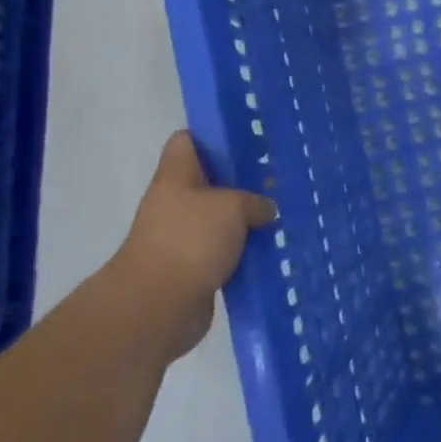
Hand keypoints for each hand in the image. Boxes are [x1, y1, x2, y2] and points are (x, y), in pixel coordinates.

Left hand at [112, 132, 276, 360]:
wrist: (159, 306)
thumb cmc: (191, 240)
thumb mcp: (233, 206)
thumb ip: (255, 202)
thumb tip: (266, 211)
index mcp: (176, 178)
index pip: (186, 142)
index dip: (212, 136)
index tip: (245, 138)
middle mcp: (176, 204)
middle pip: (209, 181)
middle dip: (241, 180)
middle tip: (276, 177)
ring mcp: (182, 238)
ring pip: (220, 218)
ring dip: (246, 219)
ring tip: (282, 213)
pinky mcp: (193, 268)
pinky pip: (224, 251)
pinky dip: (244, 250)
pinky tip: (272, 247)